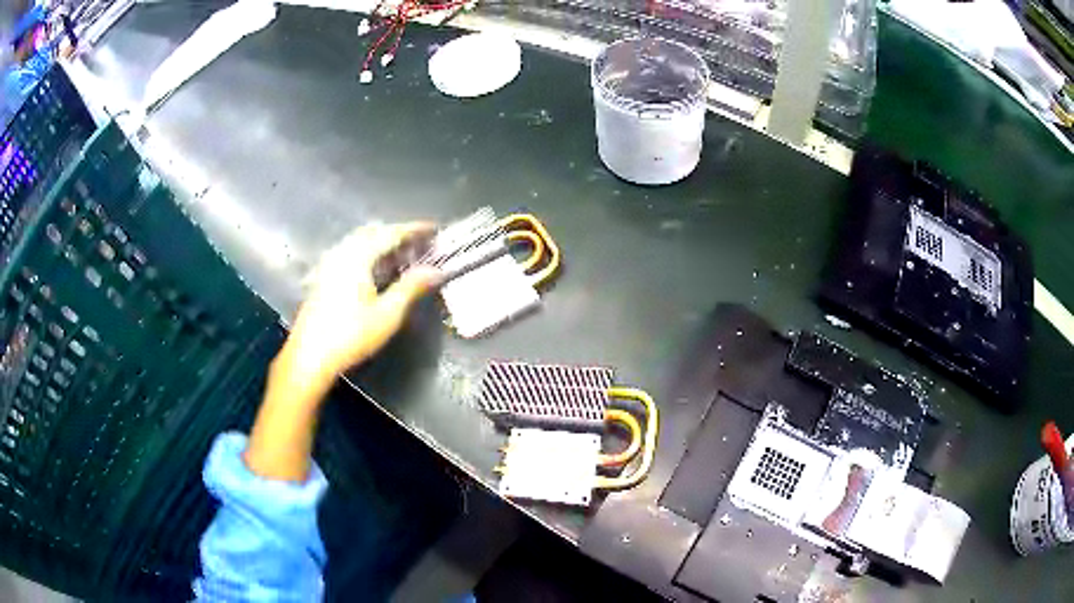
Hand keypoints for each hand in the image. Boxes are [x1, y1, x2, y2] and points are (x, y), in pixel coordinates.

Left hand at [282, 222, 440, 386]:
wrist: (310, 357)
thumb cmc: (350, 335)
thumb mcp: (388, 314)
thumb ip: (412, 287)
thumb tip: (436, 270)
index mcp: (358, 256)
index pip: (391, 233)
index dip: (414, 229)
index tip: (434, 229)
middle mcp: (341, 252)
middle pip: (372, 232)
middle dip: (396, 234)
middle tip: (418, 244)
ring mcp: (328, 263)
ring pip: (358, 241)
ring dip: (380, 243)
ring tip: (399, 256)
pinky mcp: (321, 277)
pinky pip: (348, 253)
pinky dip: (366, 253)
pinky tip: (373, 271)